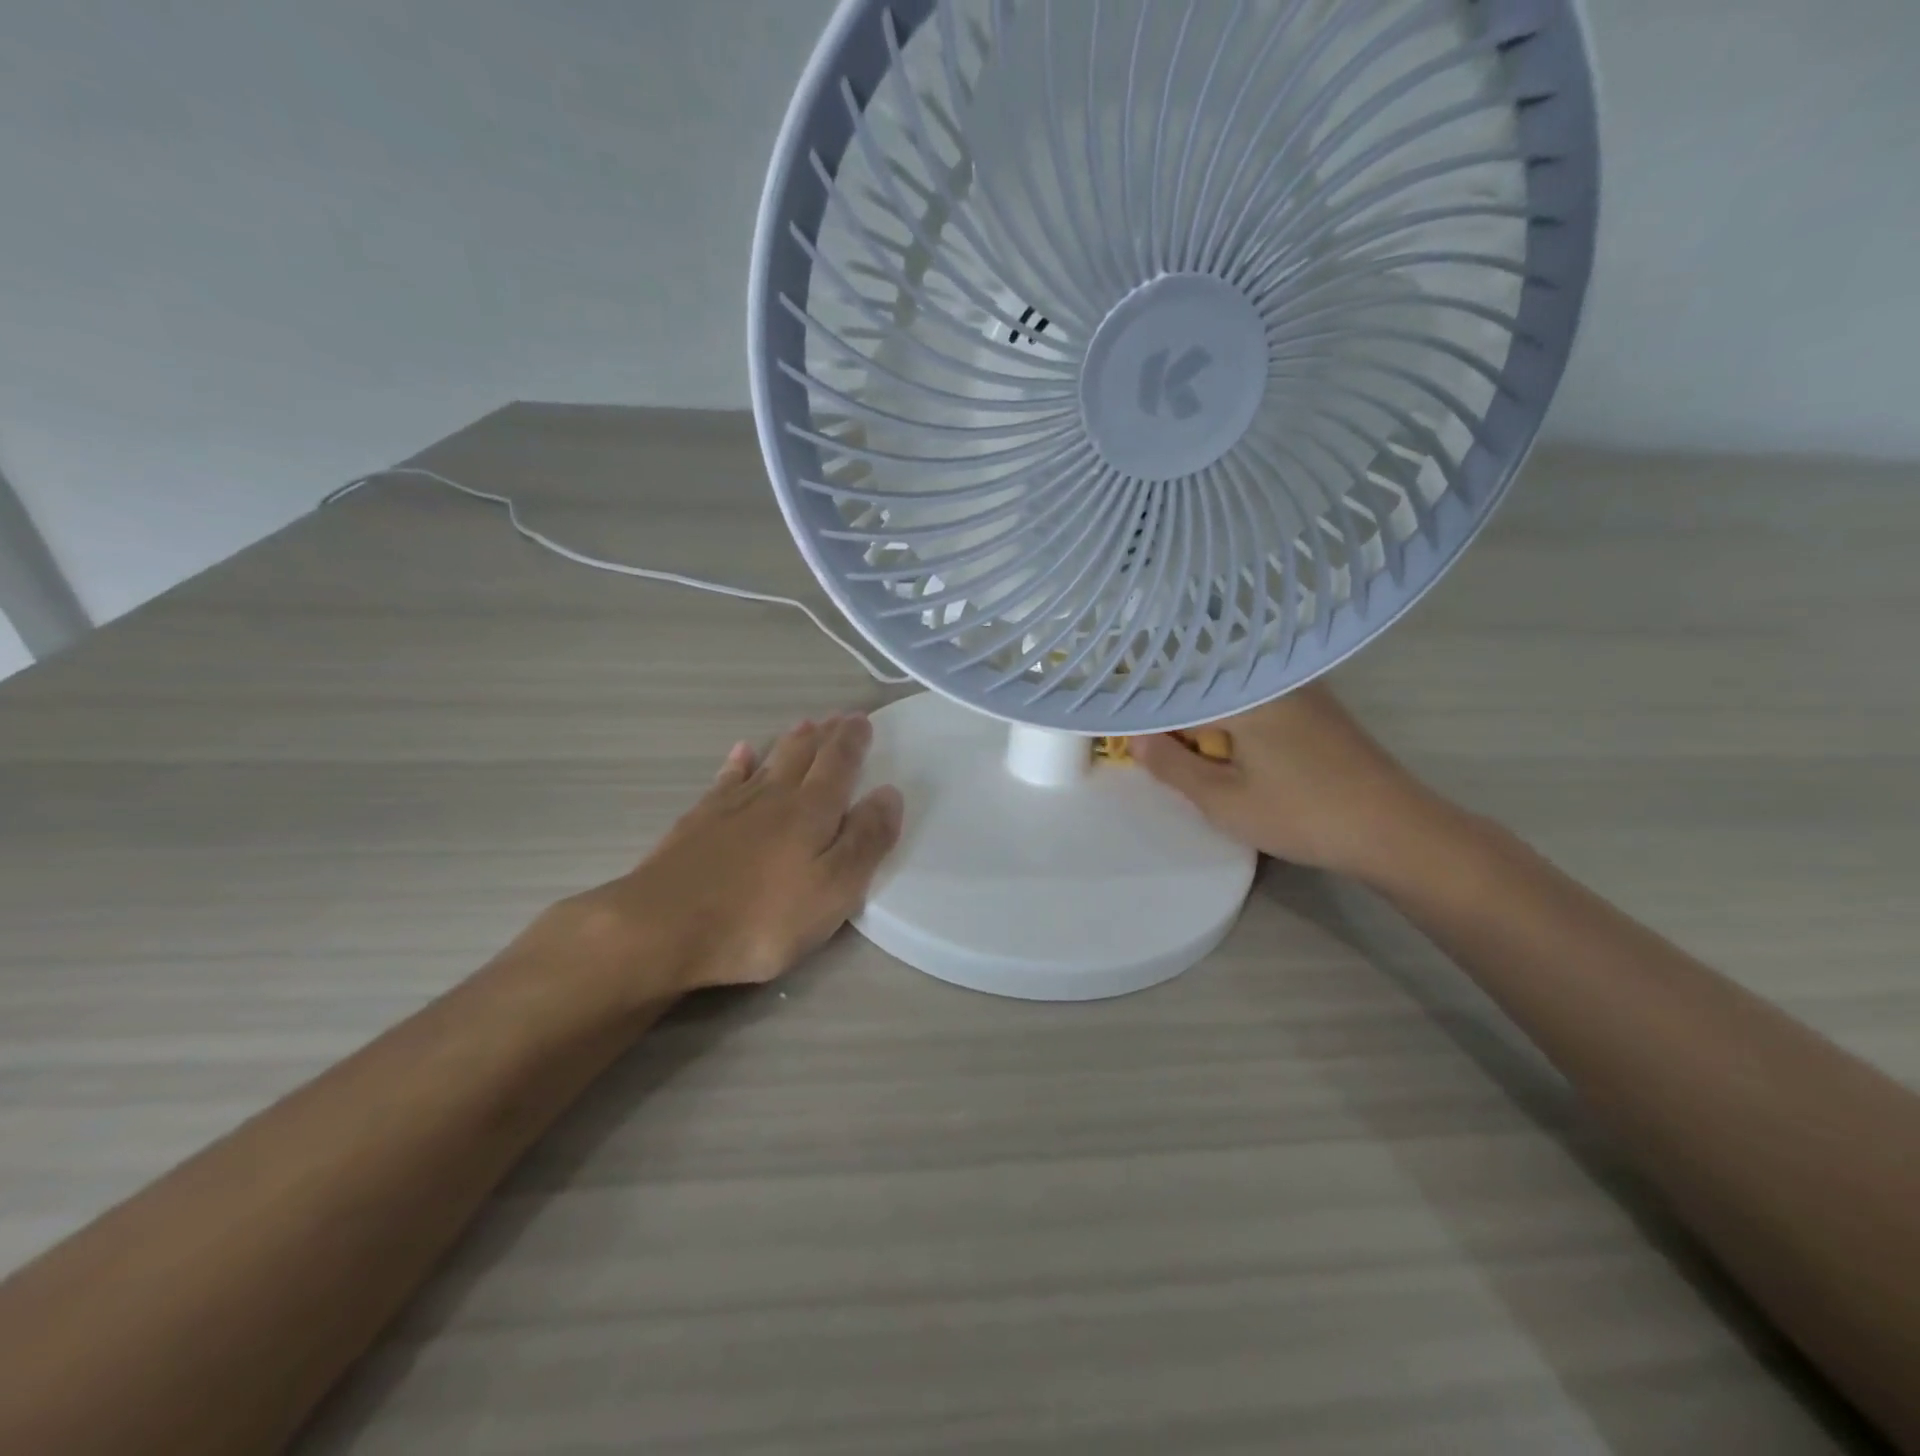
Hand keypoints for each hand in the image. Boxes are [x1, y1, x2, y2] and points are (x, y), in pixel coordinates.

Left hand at [555, 715, 903, 995]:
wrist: (664, 927)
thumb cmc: (762, 917)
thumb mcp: (834, 889)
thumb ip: (866, 840)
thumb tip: (890, 793)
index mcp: (813, 811)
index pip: (840, 763)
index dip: (853, 741)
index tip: (863, 720)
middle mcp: (775, 797)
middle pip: (804, 754)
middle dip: (825, 734)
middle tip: (838, 717)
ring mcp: (732, 806)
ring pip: (768, 761)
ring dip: (789, 742)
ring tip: (804, 724)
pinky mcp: (698, 822)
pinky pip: (725, 780)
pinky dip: (737, 763)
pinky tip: (740, 753)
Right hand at [1130, 684, 1441, 881]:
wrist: (1395, 830)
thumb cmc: (1300, 814)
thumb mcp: (1222, 799)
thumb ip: (1171, 765)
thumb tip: (1133, 738)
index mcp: (1243, 694)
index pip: (1176, 695)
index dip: (1147, 717)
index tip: (1125, 736)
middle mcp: (1271, 680)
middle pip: (1205, 691)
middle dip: (1178, 721)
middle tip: (1155, 754)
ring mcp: (1301, 692)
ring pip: (1233, 700)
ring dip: (1208, 726)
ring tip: (1191, 759)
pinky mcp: (1319, 710)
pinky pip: (1260, 707)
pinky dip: (1238, 727)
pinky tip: (1236, 758)